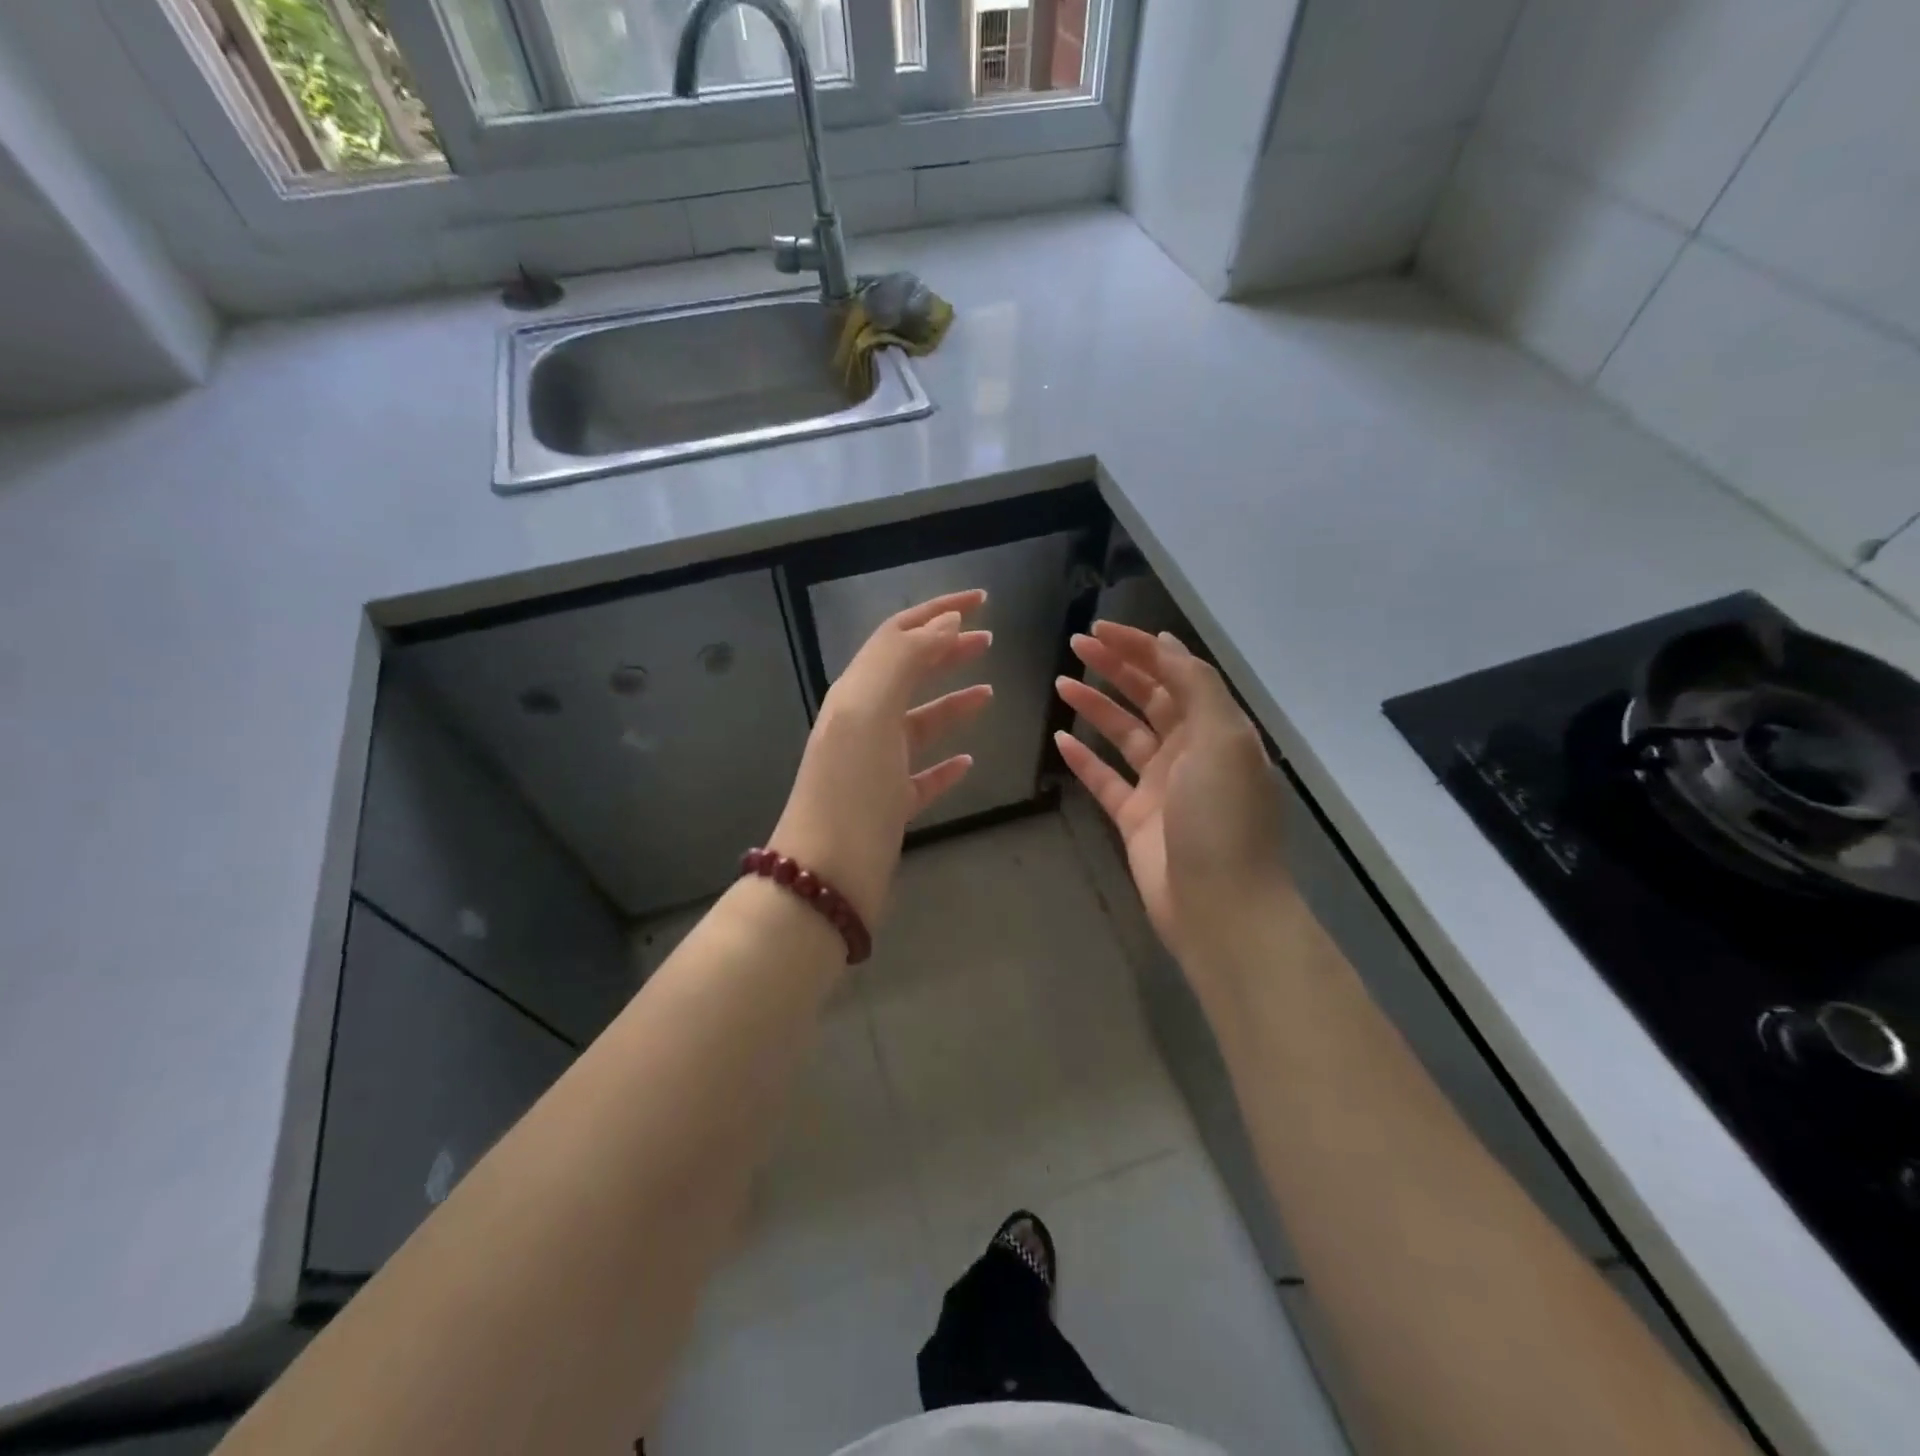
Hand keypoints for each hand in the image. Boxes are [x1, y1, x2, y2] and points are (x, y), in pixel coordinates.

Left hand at [768, 590, 992, 928]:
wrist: (825, 876)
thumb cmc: (850, 789)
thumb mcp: (869, 711)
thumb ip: (904, 659)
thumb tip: (946, 622)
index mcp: (856, 694)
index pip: (898, 635)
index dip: (938, 611)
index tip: (982, 601)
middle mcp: (863, 724)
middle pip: (909, 674)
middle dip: (946, 651)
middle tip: (988, 640)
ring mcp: (876, 767)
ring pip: (919, 723)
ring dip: (951, 703)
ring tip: (988, 693)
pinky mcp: (890, 806)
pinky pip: (923, 774)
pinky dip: (946, 762)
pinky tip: (968, 760)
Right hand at [1054, 623, 1287, 966]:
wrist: (1220, 907)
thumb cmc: (1222, 818)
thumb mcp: (1222, 739)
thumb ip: (1195, 686)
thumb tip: (1166, 643)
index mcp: (1217, 729)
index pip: (1176, 673)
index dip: (1140, 647)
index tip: (1101, 629)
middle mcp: (1190, 752)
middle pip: (1149, 697)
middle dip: (1115, 667)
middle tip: (1076, 644)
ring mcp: (1161, 786)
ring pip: (1124, 734)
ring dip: (1095, 706)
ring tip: (1060, 683)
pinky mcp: (1135, 819)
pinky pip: (1105, 779)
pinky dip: (1084, 759)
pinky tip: (1060, 739)